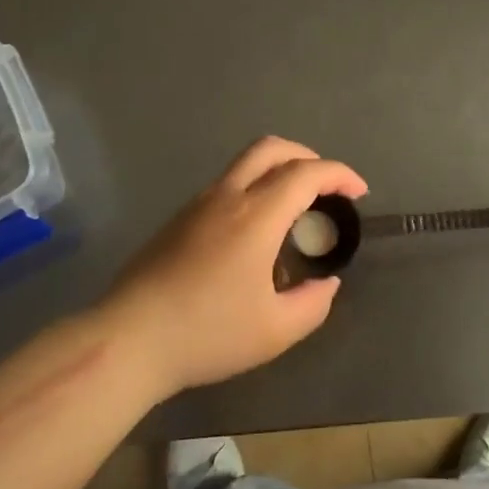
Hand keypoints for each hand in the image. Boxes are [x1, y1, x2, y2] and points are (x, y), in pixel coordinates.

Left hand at [100, 137, 367, 397]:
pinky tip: (256, 232)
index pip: (306, 173)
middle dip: (308, 157)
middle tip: (327, 187)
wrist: (129, 339)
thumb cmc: (207, 334)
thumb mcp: (275, 332)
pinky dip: (254, 187)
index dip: (339, 175)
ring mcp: (198, 205)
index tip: (358, 193)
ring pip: (244, 163)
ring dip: (278, 170)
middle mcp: (227, 197)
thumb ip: (313, 304)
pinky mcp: (178, 219)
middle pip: (272, 148)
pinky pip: (226, 185)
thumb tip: (327, 284)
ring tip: (295, 209)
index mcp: (256, 216)